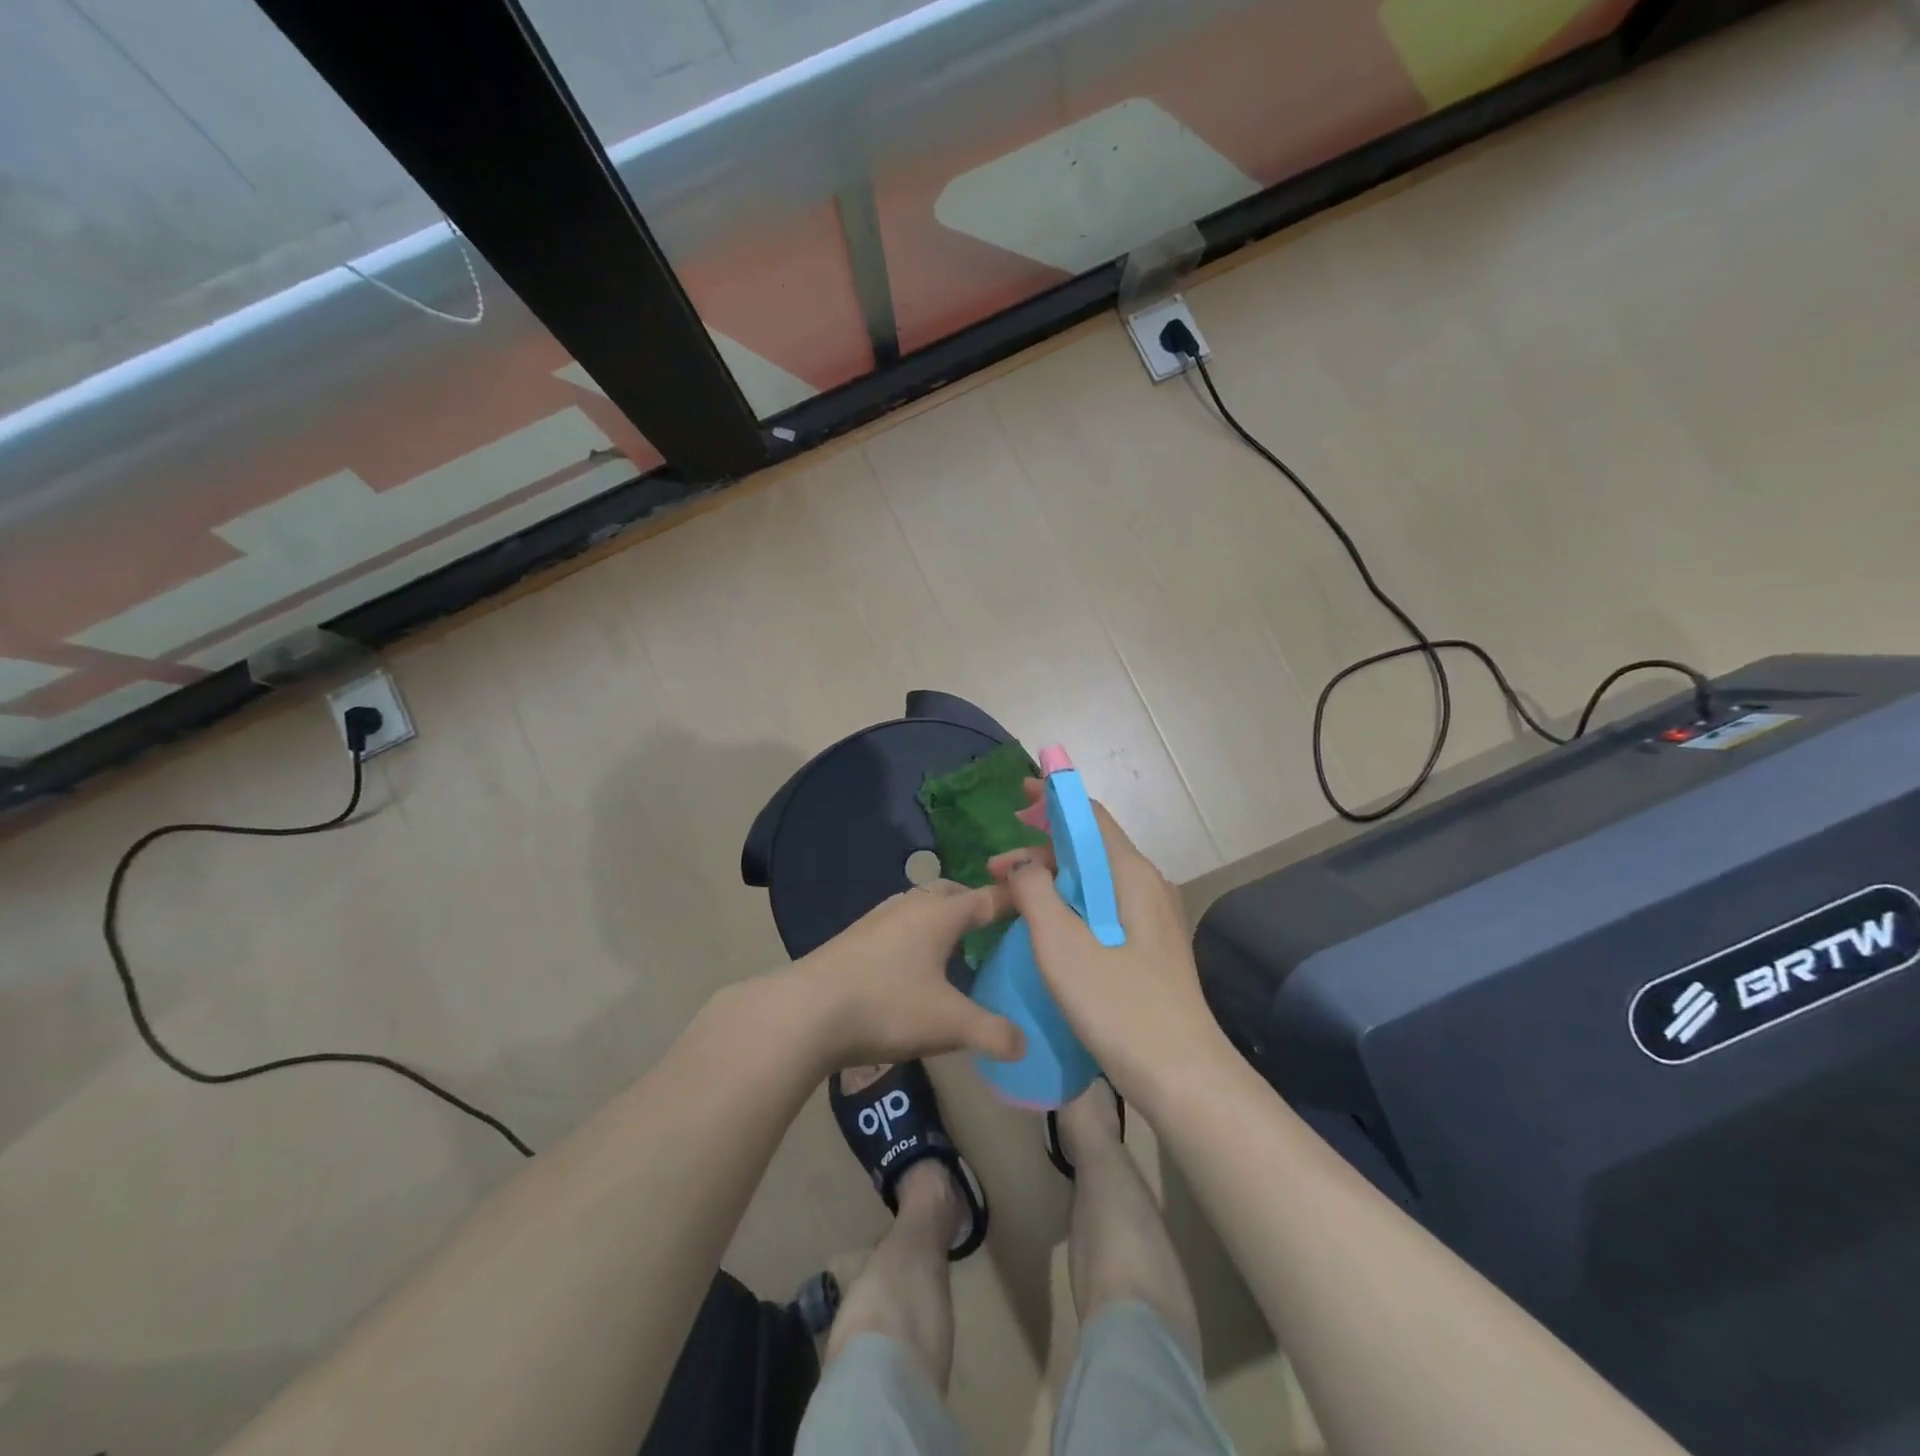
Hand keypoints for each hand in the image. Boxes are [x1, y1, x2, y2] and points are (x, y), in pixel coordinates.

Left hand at [793, 881, 1026, 1071]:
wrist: (806, 1011)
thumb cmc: (887, 1006)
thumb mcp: (949, 1024)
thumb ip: (993, 1033)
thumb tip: (1023, 1043)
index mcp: (940, 914)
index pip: (986, 898)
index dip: (1012, 900)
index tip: (1034, 903)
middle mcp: (910, 905)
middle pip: (950, 893)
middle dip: (973, 904)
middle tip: (993, 928)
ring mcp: (878, 918)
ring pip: (920, 905)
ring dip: (940, 916)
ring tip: (954, 944)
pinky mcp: (854, 936)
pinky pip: (897, 922)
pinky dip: (915, 932)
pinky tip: (911, 963)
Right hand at [989, 786, 1227, 1101]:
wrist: (1183, 1078)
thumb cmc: (1120, 1006)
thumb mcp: (1063, 946)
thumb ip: (1036, 893)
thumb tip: (1023, 863)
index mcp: (1131, 875)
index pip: (1090, 817)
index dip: (1053, 801)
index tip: (1017, 797)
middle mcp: (1146, 887)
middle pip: (1090, 850)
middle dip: (1041, 850)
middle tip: (995, 869)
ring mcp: (1152, 920)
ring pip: (1094, 883)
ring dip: (1052, 882)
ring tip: (1011, 900)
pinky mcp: (1148, 950)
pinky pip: (1102, 910)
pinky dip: (1068, 907)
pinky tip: (1045, 931)